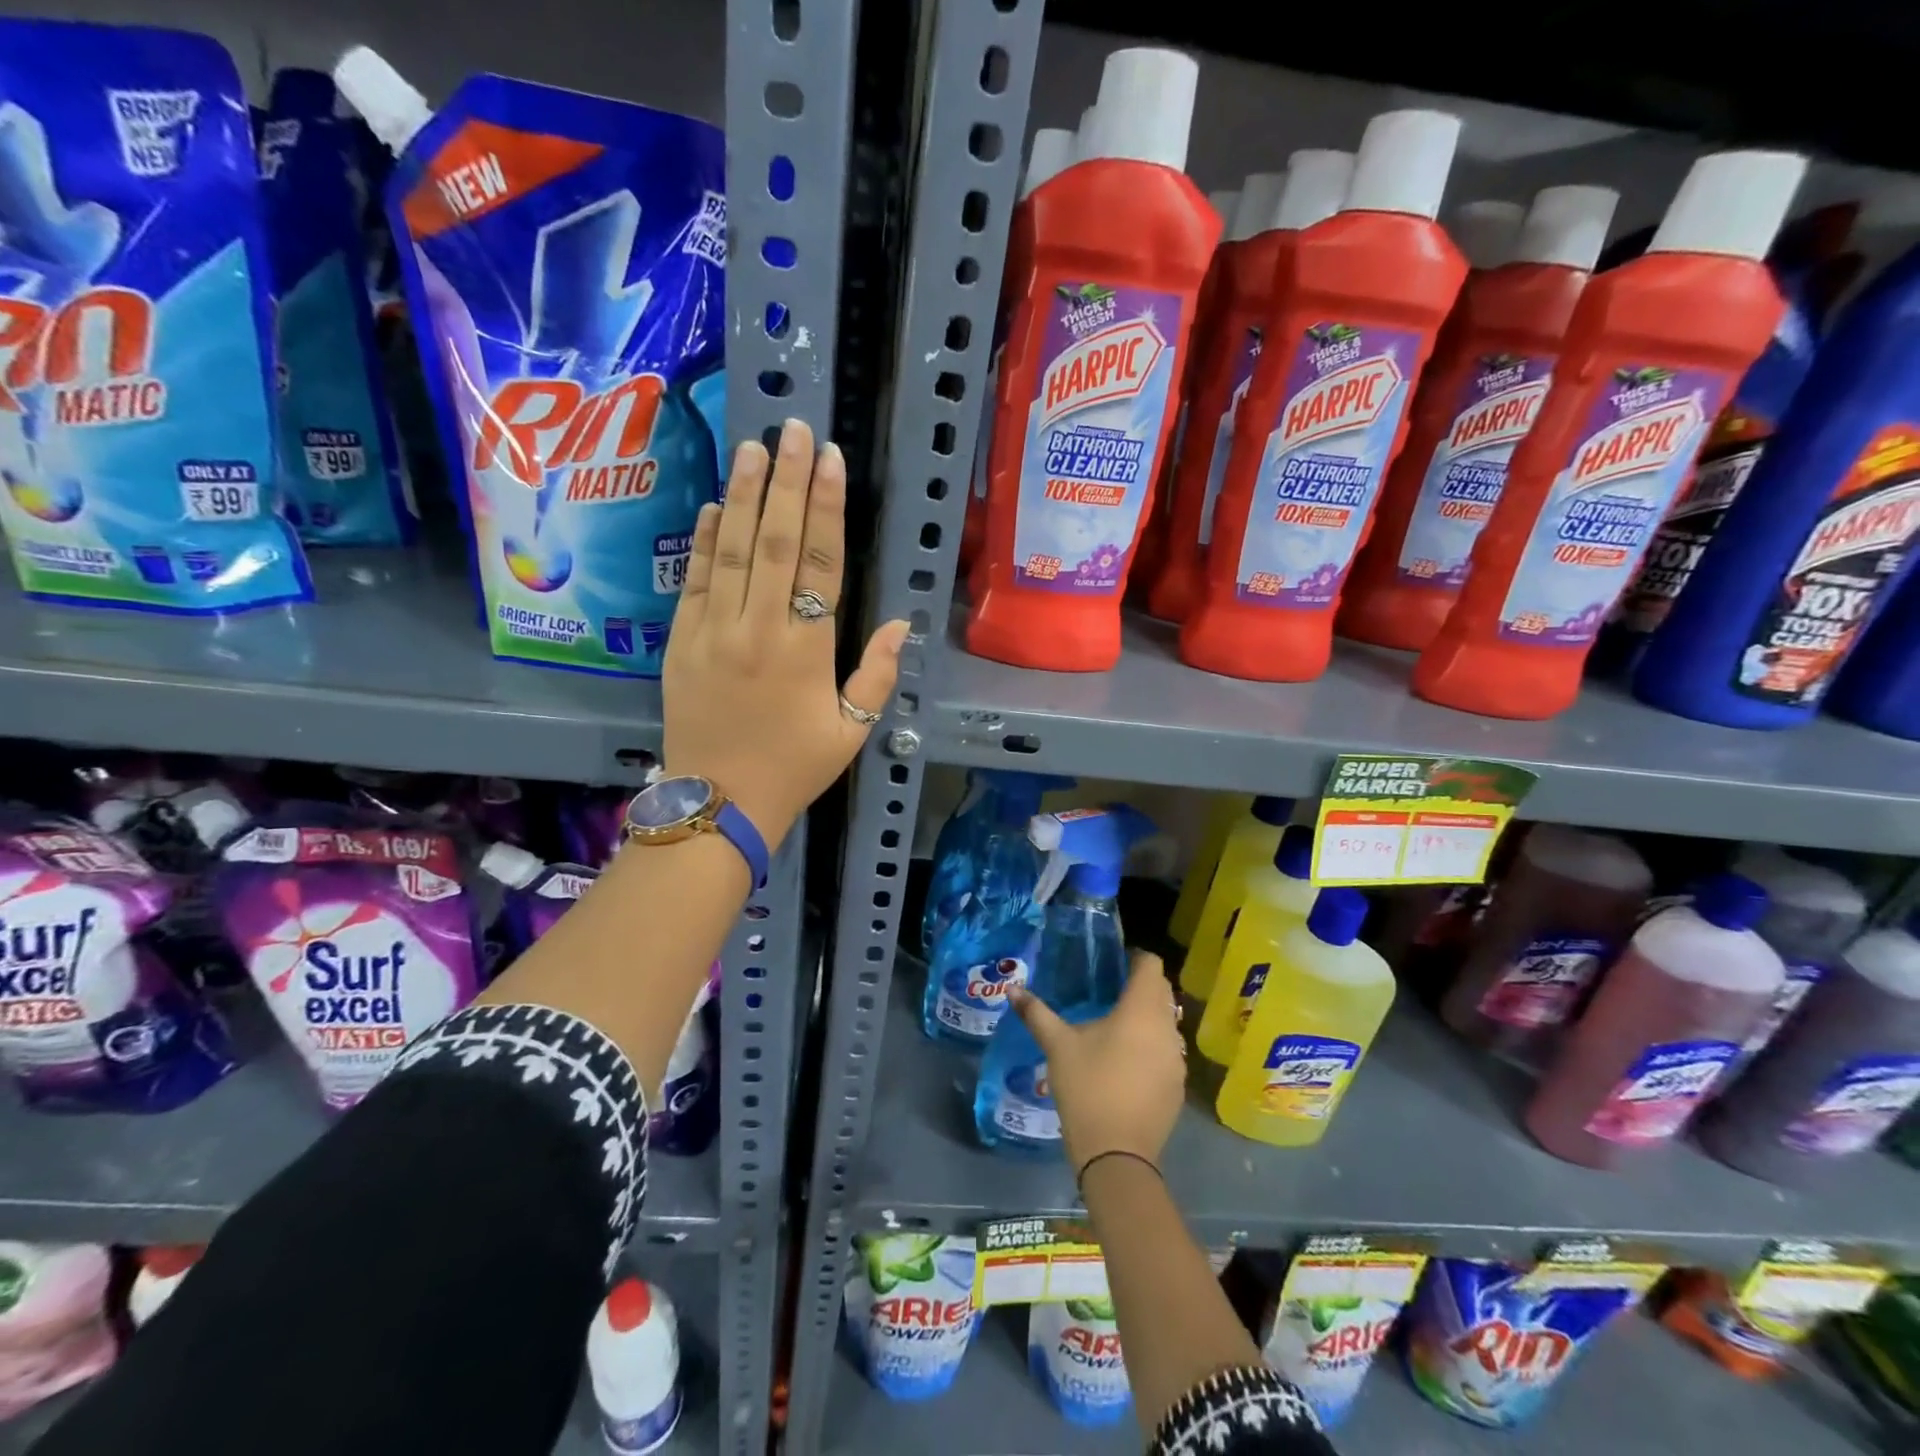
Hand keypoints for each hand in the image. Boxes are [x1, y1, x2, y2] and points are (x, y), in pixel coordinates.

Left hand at [663, 419, 907, 844]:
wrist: (720, 803)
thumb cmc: (794, 768)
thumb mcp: (852, 731)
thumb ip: (876, 675)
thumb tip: (900, 624)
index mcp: (807, 649)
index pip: (820, 563)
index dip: (826, 508)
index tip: (831, 461)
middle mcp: (759, 628)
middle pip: (774, 541)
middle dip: (786, 481)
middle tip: (794, 430)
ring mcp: (713, 632)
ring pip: (730, 550)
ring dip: (741, 495)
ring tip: (753, 447)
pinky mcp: (680, 642)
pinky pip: (694, 581)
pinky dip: (703, 541)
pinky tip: (712, 506)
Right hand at [1009, 951, 1186, 1177]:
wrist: (1117, 1155)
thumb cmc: (1088, 1088)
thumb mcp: (1057, 1046)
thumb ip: (1036, 1013)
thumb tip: (1012, 989)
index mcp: (1141, 1010)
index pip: (1151, 965)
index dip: (1134, 958)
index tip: (1112, 963)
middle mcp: (1167, 1028)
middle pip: (1162, 991)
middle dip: (1140, 985)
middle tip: (1108, 989)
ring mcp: (1177, 1059)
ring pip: (1167, 1022)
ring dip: (1148, 1016)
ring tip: (1116, 1025)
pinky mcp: (1178, 1085)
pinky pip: (1168, 1050)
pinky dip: (1152, 1045)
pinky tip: (1127, 1061)